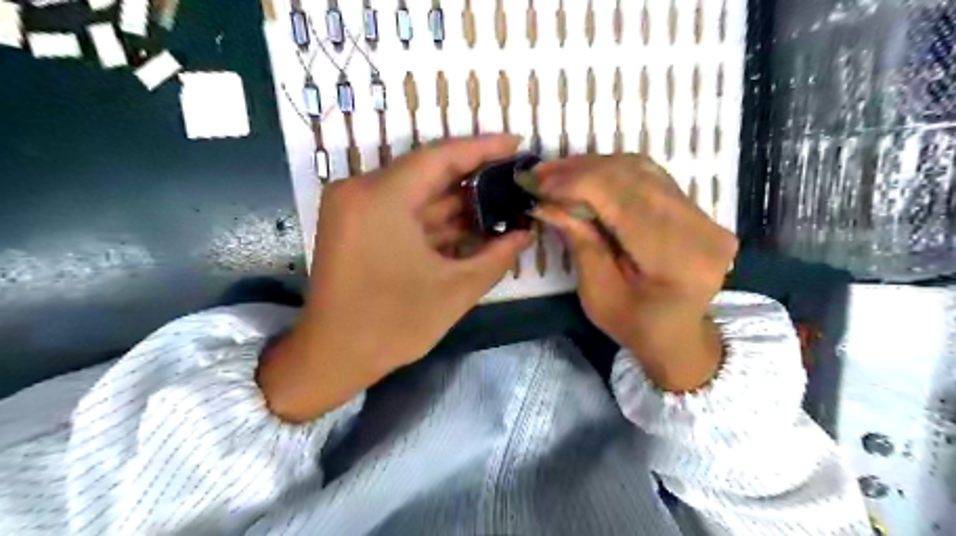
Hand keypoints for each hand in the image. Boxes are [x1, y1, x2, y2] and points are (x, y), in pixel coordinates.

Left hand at [259, 136, 530, 420]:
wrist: (333, 357)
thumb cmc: (392, 325)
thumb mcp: (455, 289)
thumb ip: (496, 256)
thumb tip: (525, 233)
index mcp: (380, 198)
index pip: (440, 156)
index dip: (483, 148)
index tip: (516, 144)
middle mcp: (361, 190)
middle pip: (428, 172)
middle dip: (474, 177)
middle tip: (514, 178)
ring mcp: (355, 207)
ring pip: (416, 192)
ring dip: (457, 201)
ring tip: (502, 201)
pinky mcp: (355, 224)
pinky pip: (403, 210)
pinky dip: (435, 218)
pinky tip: (471, 223)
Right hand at [535, 154, 732, 390]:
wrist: (679, 336)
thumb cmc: (635, 325)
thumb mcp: (597, 292)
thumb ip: (579, 240)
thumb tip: (545, 201)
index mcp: (678, 259)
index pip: (622, 200)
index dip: (574, 183)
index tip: (533, 182)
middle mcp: (701, 228)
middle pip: (632, 177)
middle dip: (578, 170)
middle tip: (537, 174)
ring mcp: (704, 214)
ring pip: (640, 169)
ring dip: (592, 167)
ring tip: (554, 173)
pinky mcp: (697, 208)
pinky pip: (649, 176)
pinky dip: (611, 172)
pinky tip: (583, 176)